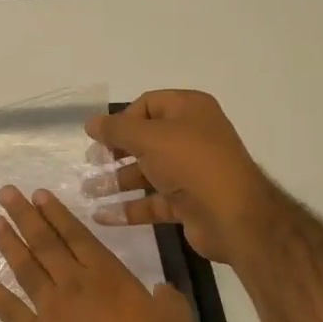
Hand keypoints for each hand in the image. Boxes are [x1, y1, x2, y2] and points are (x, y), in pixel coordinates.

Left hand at [0, 186, 196, 321]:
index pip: (78, 235)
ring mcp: (48, 310)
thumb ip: (169, 302)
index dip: (58, 214)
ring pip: (24, 267)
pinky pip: (6, 307)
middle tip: (6, 193)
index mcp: (108, 277)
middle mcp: (73, 284)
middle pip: (45, 243)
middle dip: (25, 216)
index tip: (39, 194)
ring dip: (8, 242)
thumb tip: (161, 290)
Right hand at [85, 90, 278, 264]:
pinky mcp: (189, 202)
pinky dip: (129, 207)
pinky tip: (102, 216)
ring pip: (147, 172)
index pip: (147, 105)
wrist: (235, 217)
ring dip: (117, 181)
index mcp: (190, 110)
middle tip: (91, 161)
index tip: (100, 137)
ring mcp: (192, 171)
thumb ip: (116, 129)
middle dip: (115, 151)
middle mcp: (192, 136)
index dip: (122, 119)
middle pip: (145, 139)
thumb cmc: (191, 163)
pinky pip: (153, 201)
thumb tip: (90, 122)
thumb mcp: (148, 138)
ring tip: (88, 190)